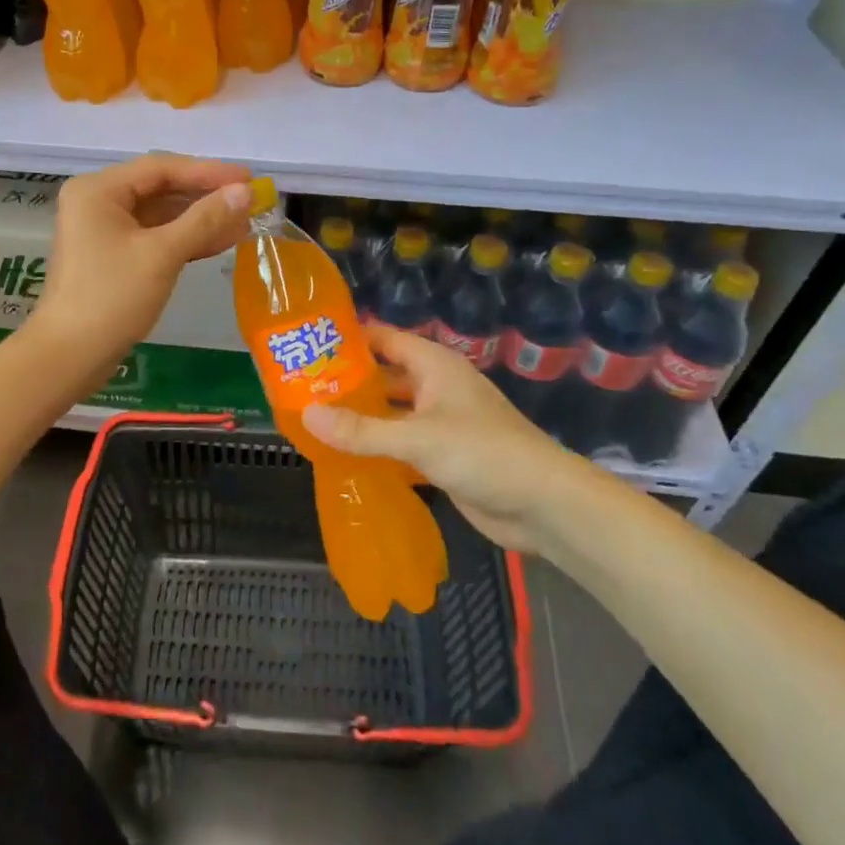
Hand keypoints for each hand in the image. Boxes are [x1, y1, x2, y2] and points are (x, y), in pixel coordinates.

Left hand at [33, 154, 252, 384]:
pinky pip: (154, 237)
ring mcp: (103, 230)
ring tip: (243, 223)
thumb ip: (205, 219)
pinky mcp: (113, 256)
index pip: (161, 168)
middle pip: (160, 188)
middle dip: (206, 197)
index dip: (208, 172)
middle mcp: (97, 202)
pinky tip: (220, 242)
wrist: (69, 356)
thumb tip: (246, 192)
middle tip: (250, 201)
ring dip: (200, 219)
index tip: (248, 178)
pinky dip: (184, 239)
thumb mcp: (162, 254)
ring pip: (160, 215)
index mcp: (98, 190)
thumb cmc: (112, 297)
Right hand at [303, 324, 596, 551]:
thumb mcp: (417, 438)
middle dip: (348, 382)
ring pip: (391, 413)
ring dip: (360, 418)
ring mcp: (440, 423)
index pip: (384, 339)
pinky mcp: (443, 456)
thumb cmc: (483, 453)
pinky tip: (343, 458)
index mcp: (434, 366)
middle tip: (300, 389)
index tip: (309, 345)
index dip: (349, 339)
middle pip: (384, 376)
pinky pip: (400, 445)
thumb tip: (307, 414)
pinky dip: (376, 449)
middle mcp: (435, 388)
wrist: (543, 505)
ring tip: (313, 422)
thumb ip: (361, 430)